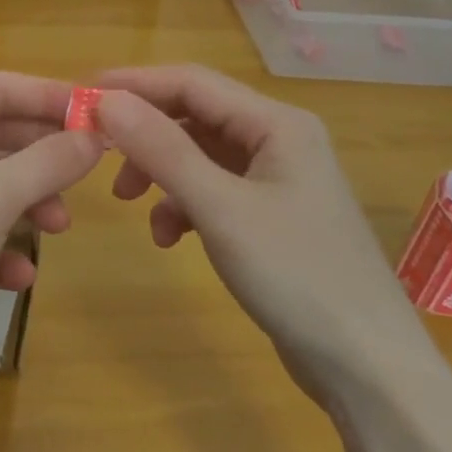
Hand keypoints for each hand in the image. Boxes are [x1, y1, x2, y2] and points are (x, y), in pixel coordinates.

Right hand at [96, 65, 427, 400]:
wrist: (369, 370)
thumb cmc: (298, 276)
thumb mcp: (221, 209)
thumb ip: (163, 150)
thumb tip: (106, 100)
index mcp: (277, 123)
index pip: (192, 82)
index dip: (134, 83)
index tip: (81, 94)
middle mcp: (279, 139)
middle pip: (195, 115)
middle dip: (145, 132)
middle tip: (96, 151)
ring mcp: (277, 179)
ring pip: (200, 155)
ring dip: (160, 171)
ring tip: (127, 200)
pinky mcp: (271, 217)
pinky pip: (213, 191)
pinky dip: (183, 205)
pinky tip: (169, 237)